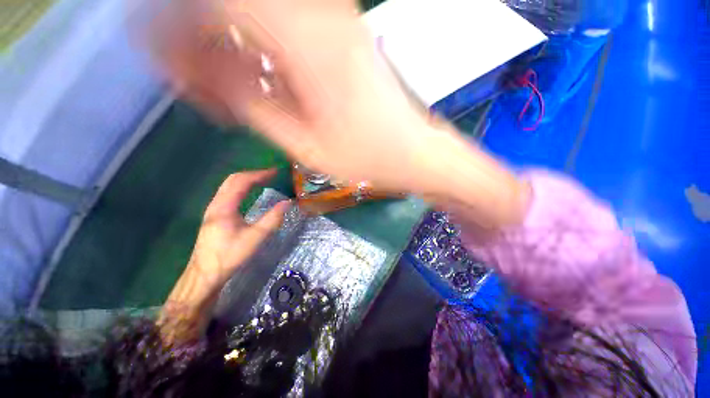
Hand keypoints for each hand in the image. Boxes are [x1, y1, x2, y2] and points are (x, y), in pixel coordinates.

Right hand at [150, 0, 454, 193]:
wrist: (414, 154)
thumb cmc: (370, 159)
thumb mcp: (306, 146)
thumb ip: (254, 103)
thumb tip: (206, 71)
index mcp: (309, 42)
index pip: (219, 4)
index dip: (178, 26)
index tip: (169, 65)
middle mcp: (321, 19)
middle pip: (235, 6)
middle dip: (201, 40)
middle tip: (199, 87)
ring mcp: (337, 27)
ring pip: (260, 17)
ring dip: (230, 48)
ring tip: (227, 93)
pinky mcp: (345, 42)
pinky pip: (286, 31)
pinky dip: (261, 52)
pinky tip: (262, 84)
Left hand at [188, 169, 288, 286]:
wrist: (204, 275)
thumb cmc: (230, 256)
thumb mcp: (255, 237)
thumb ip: (272, 218)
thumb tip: (288, 203)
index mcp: (224, 207)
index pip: (241, 181)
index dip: (259, 174)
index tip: (275, 172)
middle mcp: (216, 204)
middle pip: (233, 180)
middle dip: (253, 174)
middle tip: (271, 175)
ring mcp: (213, 209)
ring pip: (229, 186)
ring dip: (247, 180)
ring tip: (264, 181)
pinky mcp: (214, 215)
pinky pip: (228, 193)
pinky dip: (241, 188)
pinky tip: (250, 193)